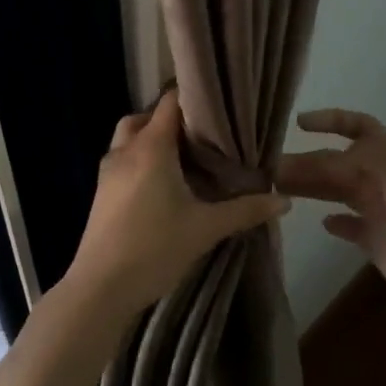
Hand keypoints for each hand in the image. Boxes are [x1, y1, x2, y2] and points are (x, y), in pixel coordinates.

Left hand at [65, 89, 290, 318]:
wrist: (100, 288)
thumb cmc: (155, 249)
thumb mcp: (206, 229)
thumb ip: (245, 210)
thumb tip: (284, 200)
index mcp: (151, 148)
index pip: (169, 103)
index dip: (193, 97)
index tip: (218, 106)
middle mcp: (126, 150)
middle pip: (145, 116)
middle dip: (170, 120)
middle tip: (200, 136)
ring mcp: (108, 172)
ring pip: (129, 138)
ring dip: (152, 139)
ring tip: (183, 160)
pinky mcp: (101, 192)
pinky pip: (122, 160)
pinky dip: (140, 159)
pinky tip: (162, 185)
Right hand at [277, 108, 385, 329]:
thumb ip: (351, 161)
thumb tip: (313, 158)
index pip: (360, 126)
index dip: (331, 120)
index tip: (298, 123)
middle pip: (340, 162)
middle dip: (309, 161)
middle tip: (271, 169)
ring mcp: (382, 211)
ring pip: (339, 191)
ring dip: (313, 187)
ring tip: (279, 188)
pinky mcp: (378, 242)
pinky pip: (351, 225)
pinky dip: (335, 222)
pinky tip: (320, 222)